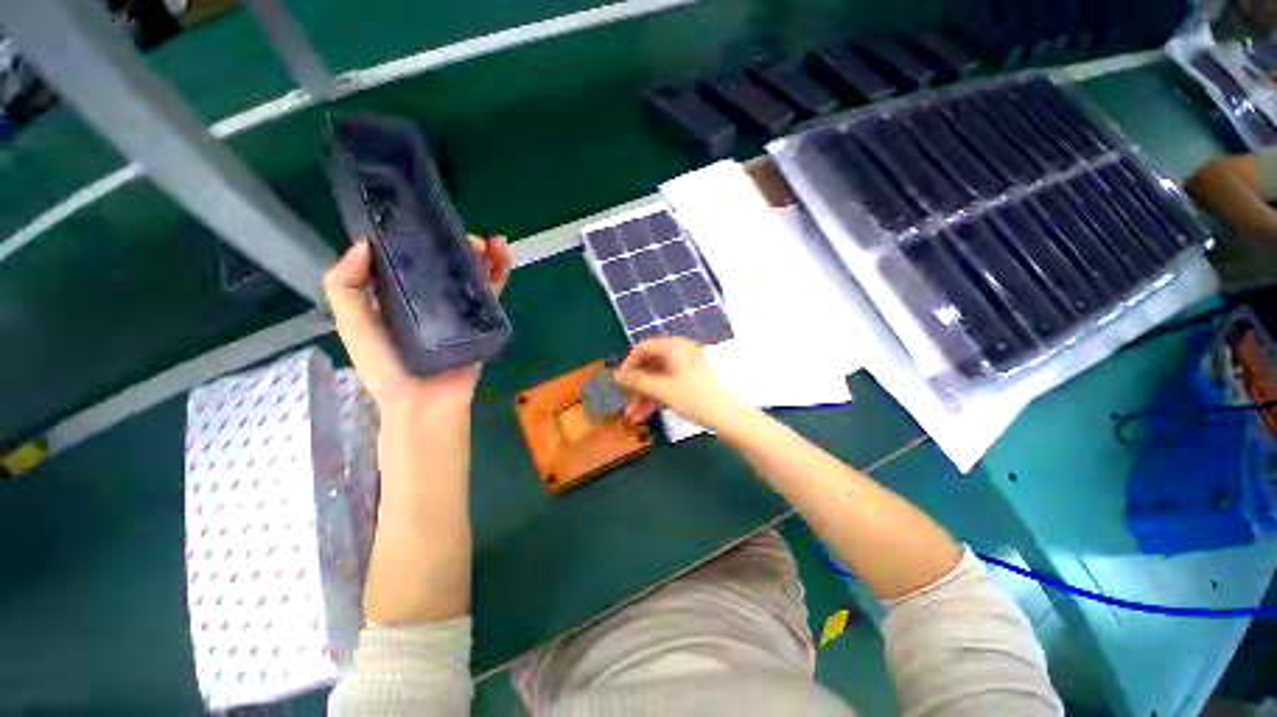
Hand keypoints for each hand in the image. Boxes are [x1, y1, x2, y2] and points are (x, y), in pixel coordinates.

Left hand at [323, 236, 510, 418]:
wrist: (426, 401)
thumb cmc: (386, 366)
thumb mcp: (352, 325)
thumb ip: (344, 286)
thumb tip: (363, 244)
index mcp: (397, 292)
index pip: (408, 256)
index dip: (416, 234)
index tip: (424, 218)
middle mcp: (429, 294)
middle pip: (445, 260)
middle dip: (456, 242)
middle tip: (465, 236)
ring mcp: (458, 306)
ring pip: (472, 272)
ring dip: (484, 253)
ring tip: (491, 242)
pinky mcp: (481, 318)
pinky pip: (491, 292)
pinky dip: (499, 273)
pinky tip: (503, 255)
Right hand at [612, 336, 740, 429]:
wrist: (727, 417)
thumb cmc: (694, 399)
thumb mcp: (662, 390)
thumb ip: (636, 381)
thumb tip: (615, 375)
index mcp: (674, 347)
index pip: (643, 348)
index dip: (628, 364)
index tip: (618, 381)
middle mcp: (679, 352)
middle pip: (649, 365)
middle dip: (635, 386)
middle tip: (624, 402)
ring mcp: (685, 367)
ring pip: (657, 378)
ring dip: (643, 395)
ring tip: (632, 415)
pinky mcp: (689, 380)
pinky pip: (667, 384)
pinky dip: (656, 397)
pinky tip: (645, 413)